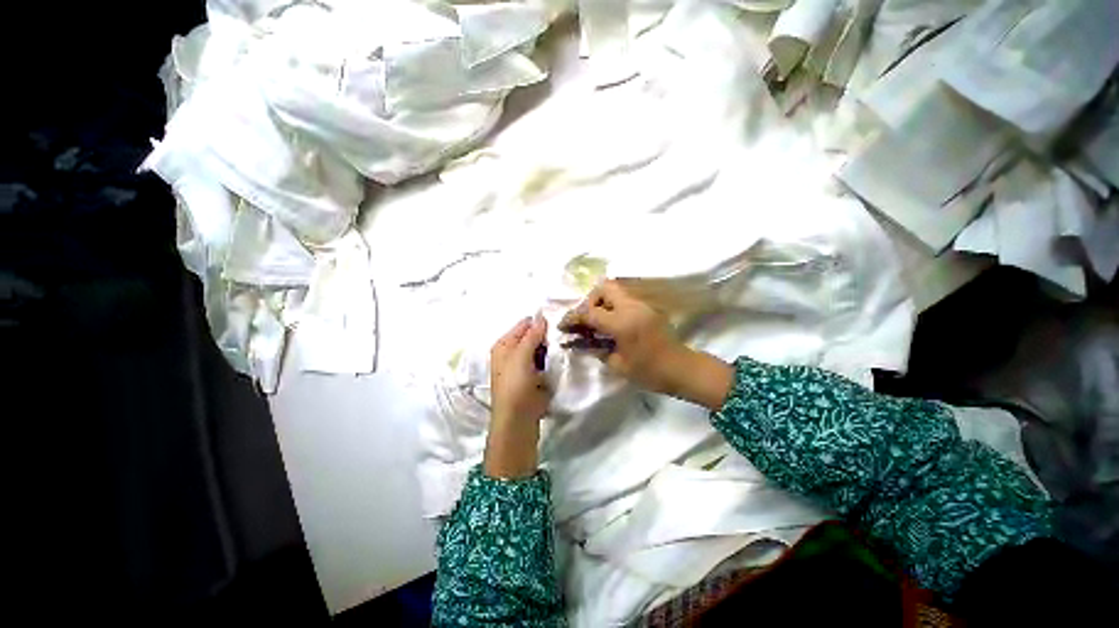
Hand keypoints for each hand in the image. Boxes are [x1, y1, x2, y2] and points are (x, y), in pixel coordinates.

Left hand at [485, 315, 551, 477]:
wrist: (518, 420)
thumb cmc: (515, 385)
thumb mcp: (521, 356)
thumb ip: (532, 335)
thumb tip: (541, 316)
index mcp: (504, 345)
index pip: (524, 324)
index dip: (540, 322)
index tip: (559, 321)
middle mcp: (512, 353)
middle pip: (533, 337)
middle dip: (547, 336)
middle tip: (565, 335)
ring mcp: (523, 366)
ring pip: (541, 350)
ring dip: (551, 348)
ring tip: (565, 345)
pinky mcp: (534, 378)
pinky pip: (545, 362)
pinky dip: (552, 360)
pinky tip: (562, 358)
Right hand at [558, 280, 733, 409]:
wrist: (682, 369)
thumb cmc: (650, 372)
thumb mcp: (618, 365)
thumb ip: (596, 349)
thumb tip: (579, 342)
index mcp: (622, 322)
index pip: (590, 312)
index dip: (573, 317)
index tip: (563, 325)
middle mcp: (631, 307)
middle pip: (604, 287)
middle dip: (590, 300)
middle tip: (586, 319)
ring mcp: (642, 305)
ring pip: (615, 290)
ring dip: (601, 301)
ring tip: (597, 321)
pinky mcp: (648, 308)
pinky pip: (625, 299)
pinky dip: (613, 306)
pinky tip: (611, 323)